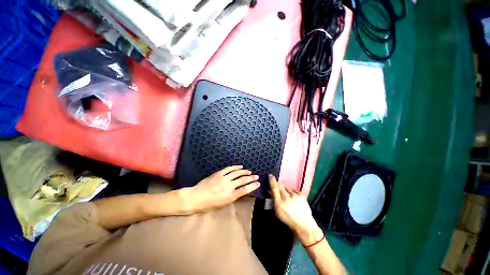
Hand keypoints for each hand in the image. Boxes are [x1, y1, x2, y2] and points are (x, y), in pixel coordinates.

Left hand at [188, 165, 259, 211]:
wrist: (196, 197)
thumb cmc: (209, 204)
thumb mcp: (222, 204)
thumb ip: (232, 197)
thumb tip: (239, 191)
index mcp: (230, 196)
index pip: (245, 190)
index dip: (253, 186)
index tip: (258, 183)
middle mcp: (229, 186)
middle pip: (243, 180)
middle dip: (251, 178)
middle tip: (256, 176)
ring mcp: (224, 178)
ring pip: (237, 173)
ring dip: (245, 172)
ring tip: (249, 172)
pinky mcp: (219, 173)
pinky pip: (229, 169)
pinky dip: (235, 167)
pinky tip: (240, 166)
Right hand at [269, 175, 322, 245]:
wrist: (304, 225)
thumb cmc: (288, 219)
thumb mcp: (277, 211)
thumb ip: (273, 200)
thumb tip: (270, 190)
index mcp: (279, 203)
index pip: (274, 188)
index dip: (272, 181)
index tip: (270, 175)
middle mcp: (286, 198)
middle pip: (280, 185)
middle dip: (278, 185)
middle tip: (278, 188)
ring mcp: (295, 196)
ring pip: (286, 187)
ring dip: (285, 190)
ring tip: (287, 196)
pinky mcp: (301, 195)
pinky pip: (294, 189)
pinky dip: (292, 192)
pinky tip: (293, 197)